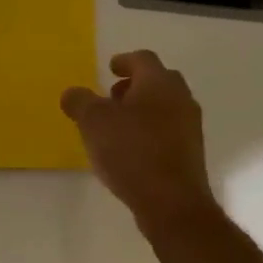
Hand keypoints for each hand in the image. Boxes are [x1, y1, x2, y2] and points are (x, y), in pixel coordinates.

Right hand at [61, 51, 215, 228]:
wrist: (172, 202)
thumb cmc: (132, 152)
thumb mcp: (93, 122)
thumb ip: (80, 102)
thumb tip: (72, 93)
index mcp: (159, 83)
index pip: (143, 59)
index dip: (124, 61)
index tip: (111, 68)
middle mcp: (180, 99)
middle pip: (158, 81)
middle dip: (134, 85)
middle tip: (112, 96)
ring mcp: (189, 127)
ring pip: (165, 107)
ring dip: (142, 109)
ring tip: (117, 126)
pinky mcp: (190, 153)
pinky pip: (168, 131)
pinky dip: (150, 131)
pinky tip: (131, 149)